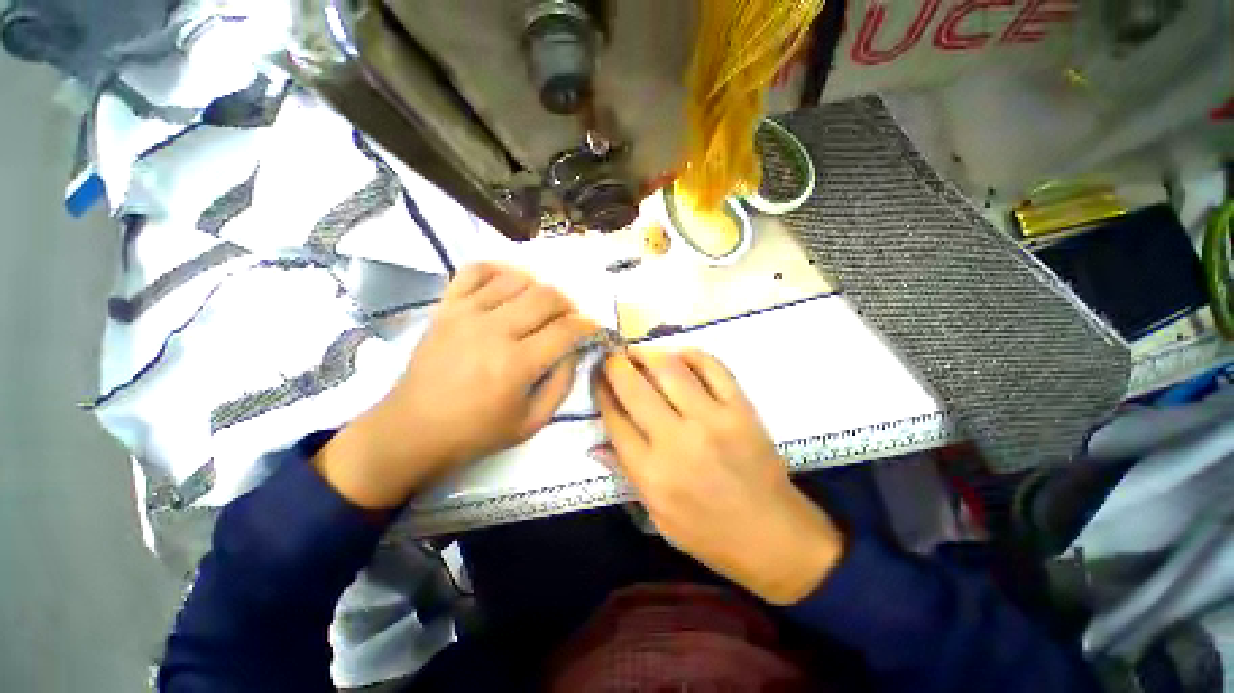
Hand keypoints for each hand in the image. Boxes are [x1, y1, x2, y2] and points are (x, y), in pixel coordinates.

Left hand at [317, 263, 596, 507]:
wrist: (413, 430)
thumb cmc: (477, 432)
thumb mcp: (533, 422)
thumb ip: (562, 384)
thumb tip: (575, 350)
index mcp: (516, 364)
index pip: (566, 329)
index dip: (587, 326)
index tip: (592, 329)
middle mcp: (494, 330)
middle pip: (546, 296)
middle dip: (568, 305)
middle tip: (569, 319)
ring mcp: (466, 313)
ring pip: (517, 279)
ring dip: (539, 289)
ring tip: (540, 306)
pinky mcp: (446, 307)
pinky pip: (475, 270)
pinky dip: (498, 270)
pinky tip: (508, 284)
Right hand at [597, 349, 843, 604]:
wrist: (774, 536)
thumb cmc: (709, 534)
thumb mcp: (657, 517)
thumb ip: (626, 474)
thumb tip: (597, 444)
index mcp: (652, 473)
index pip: (614, 419)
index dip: (601, 392)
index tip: (597, 379)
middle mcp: (677, 441)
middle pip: (634, 388)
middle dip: (615, 366)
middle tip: (612, 357)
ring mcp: (712, 420)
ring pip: (670, 369)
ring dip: (648, 354)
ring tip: (639, 352)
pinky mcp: (740, 408)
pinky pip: (712, 366)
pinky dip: (690, 354)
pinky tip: (679, 357)